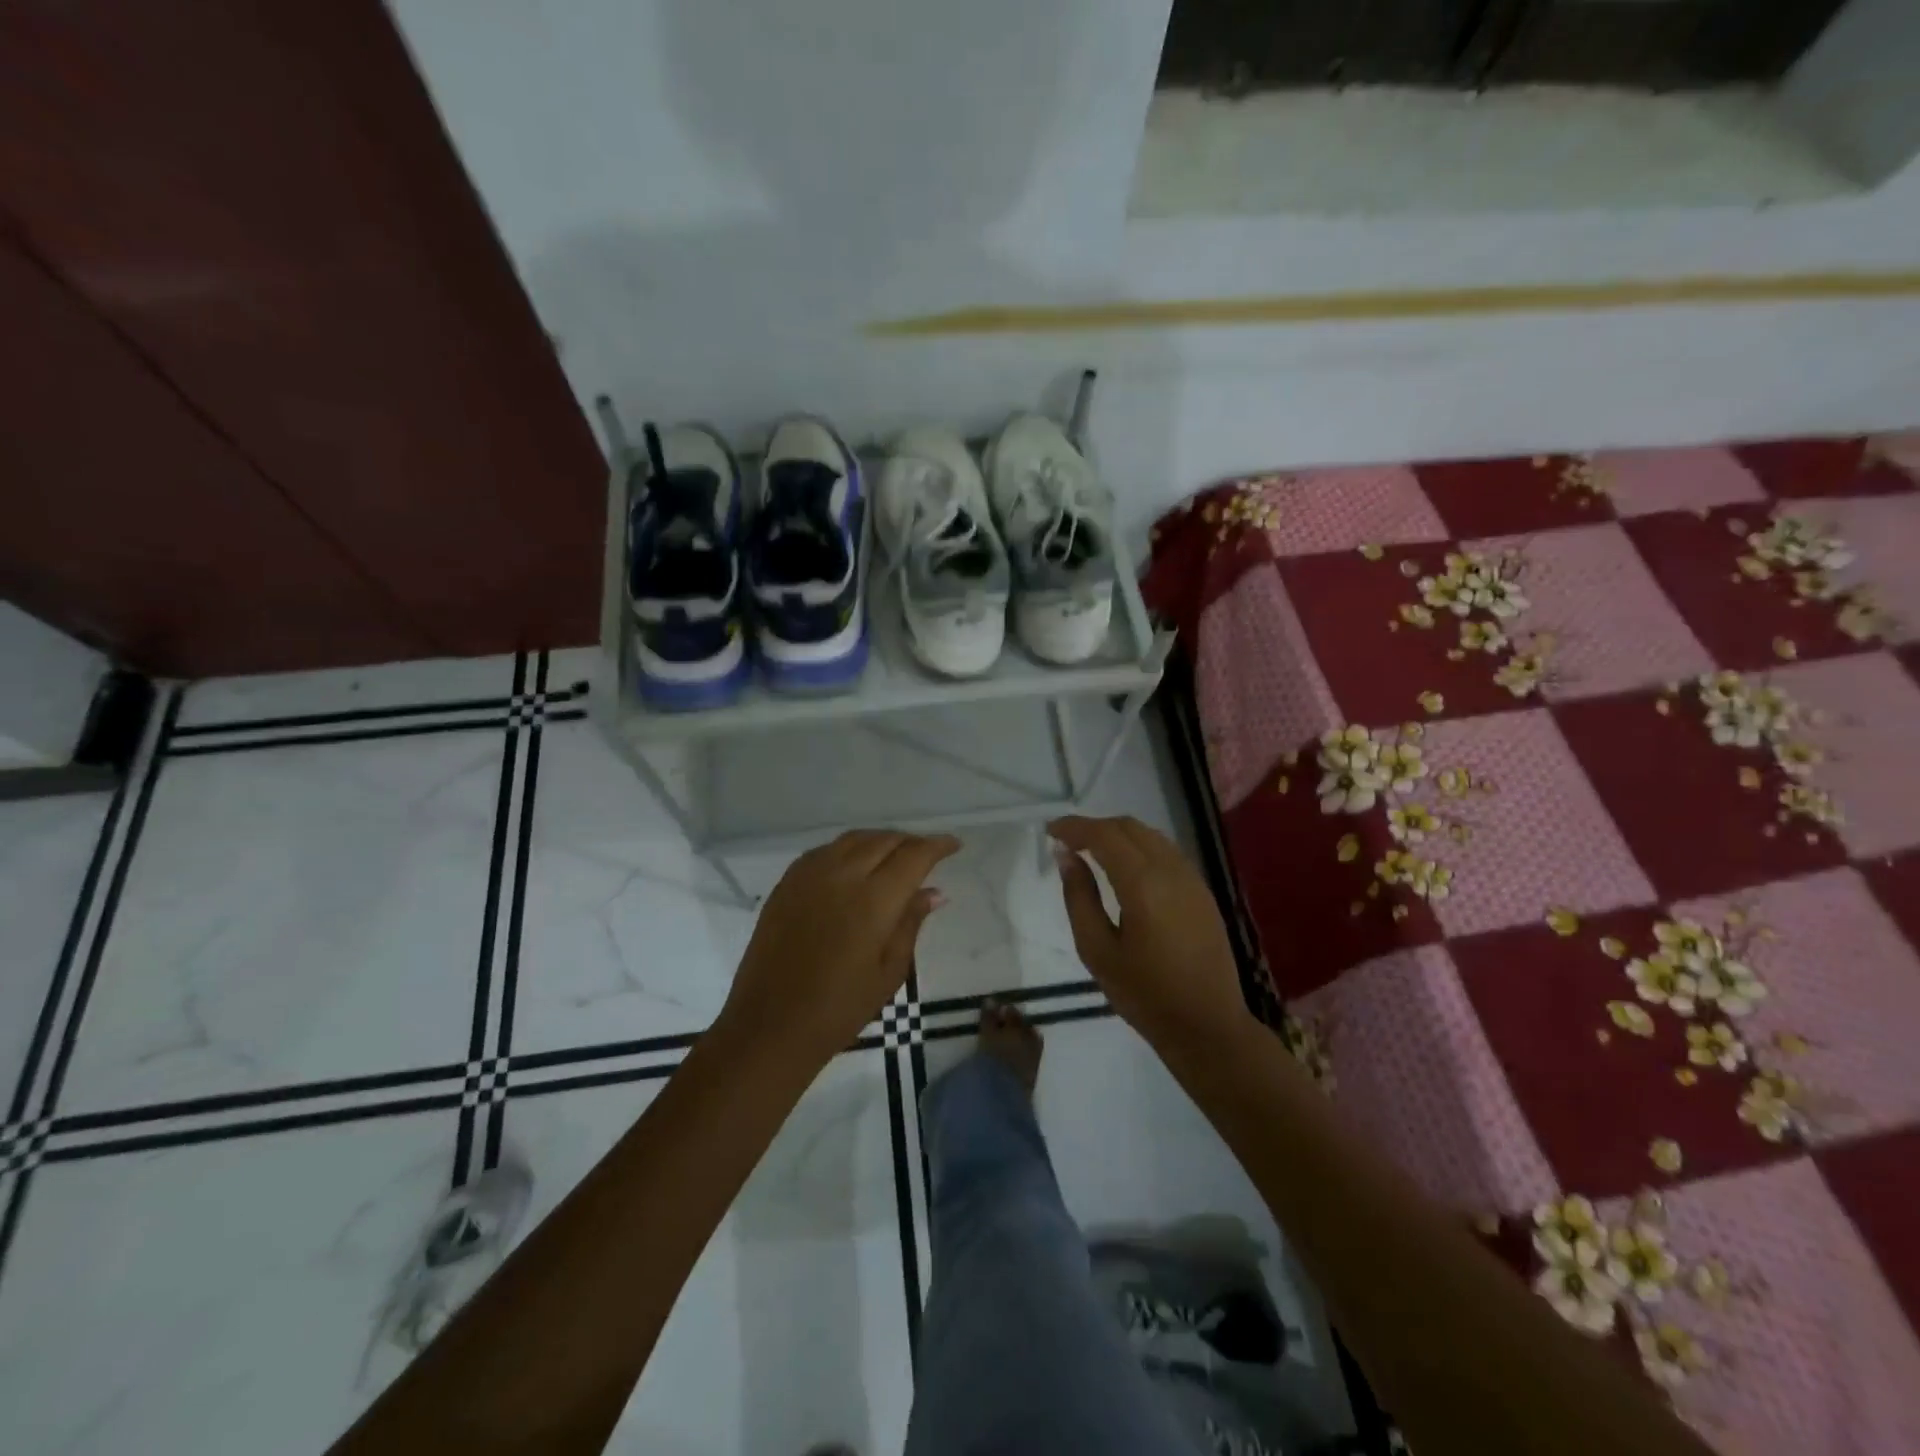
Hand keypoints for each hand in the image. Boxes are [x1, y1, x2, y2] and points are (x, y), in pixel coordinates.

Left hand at [720, 829, 959, 1065]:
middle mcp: (842, 875)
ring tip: (894, 855)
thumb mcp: (890, 971)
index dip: (937, 846)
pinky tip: (854, 865)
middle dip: (911, 842)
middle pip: (884, 840)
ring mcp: (809, 875)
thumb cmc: (840, 1008)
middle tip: (927, 854)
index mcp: (873, 899)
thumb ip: (911, 923)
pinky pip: (825, 850)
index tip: (954, 845)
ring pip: (853, 839)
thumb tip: (933, 891)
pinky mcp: (787, 883)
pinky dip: (848, 849)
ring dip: (880, 841)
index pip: (914, 855)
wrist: (771, 1025)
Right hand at [1049, 815, 1252, 1054]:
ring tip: (1092, 852)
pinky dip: (1139, 847)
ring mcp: (1191, 879)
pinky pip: (1166, 852)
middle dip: (1095, 827)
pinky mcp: (1202, 891)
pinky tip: (1125, 868)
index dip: (1074, 827)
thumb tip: (1066, 856)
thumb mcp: (1097, 950)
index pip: (1103, 835)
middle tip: (1067, 843)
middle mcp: (1171, 870)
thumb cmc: (1144, 994)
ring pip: (1150, 835)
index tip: (1050, 830)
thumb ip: (1079, 897)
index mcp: (1143, 884)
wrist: (1207, 1026)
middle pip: (1128, 827)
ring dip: (1118, 835)